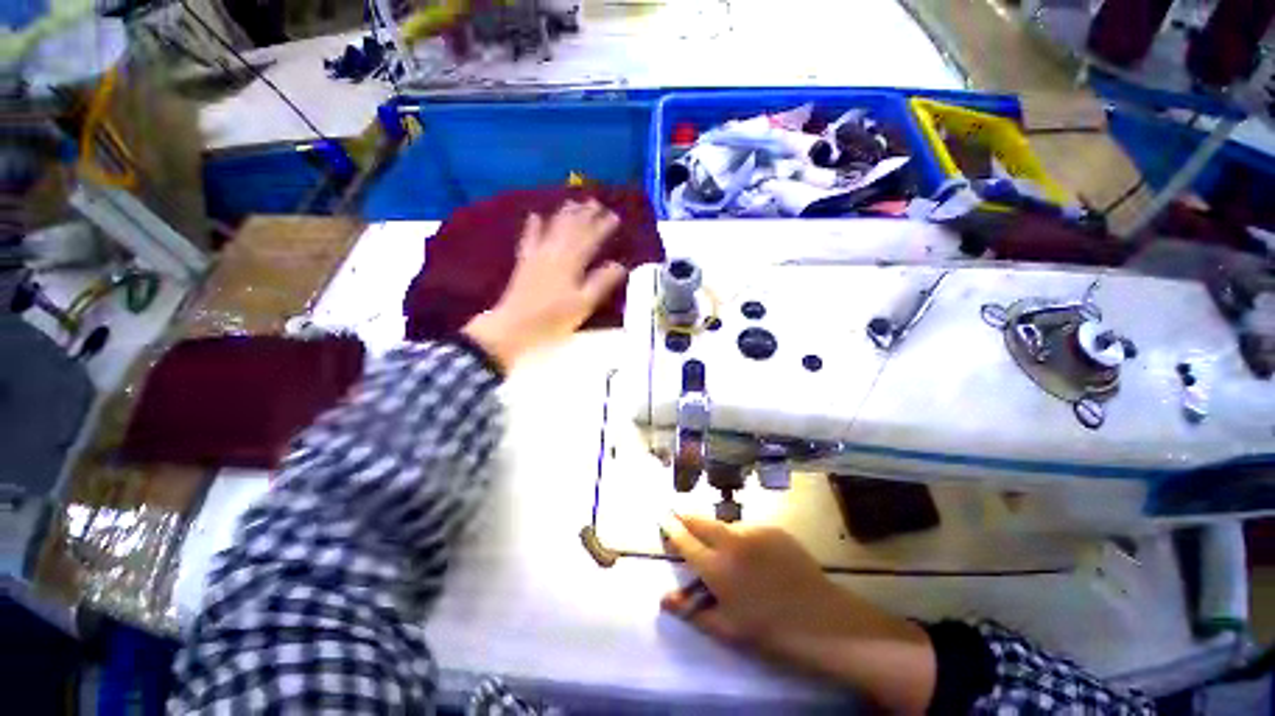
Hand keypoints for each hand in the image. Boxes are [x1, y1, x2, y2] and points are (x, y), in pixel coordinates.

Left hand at [462, 200, 626, 370]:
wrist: (514, 326)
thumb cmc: (553, 319)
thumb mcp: (584, 304)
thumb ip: (602, 283)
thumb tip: (620, 265)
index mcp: (571, 263)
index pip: (591, 239)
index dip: (603, 226)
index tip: (615, 216)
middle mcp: (554, 253)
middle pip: (572, 228)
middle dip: (585, 214)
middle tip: (596, 202)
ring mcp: (537, 255)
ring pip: (553, 228)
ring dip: (564, 214)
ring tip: (574, 202)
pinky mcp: (525, 262)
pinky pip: (529, 238)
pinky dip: (533, 226)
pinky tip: (535, 215)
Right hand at [661, 514, 935, 713]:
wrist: (820, 619)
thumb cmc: (768, 630)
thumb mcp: (726, 628)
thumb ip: (691, 610)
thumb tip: (663, 598)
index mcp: (716, 567)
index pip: (685, 540)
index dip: (671, 528)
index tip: (663, 517)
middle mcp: (731, 541)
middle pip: (701, 521)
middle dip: (686, 515)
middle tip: (678, 513)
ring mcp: (753, 531)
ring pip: (725, 523)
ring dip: (715, 527)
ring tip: (717, 541)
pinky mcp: (772, 529)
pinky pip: (748, 529)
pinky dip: (740, 535)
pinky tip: (750, 552)